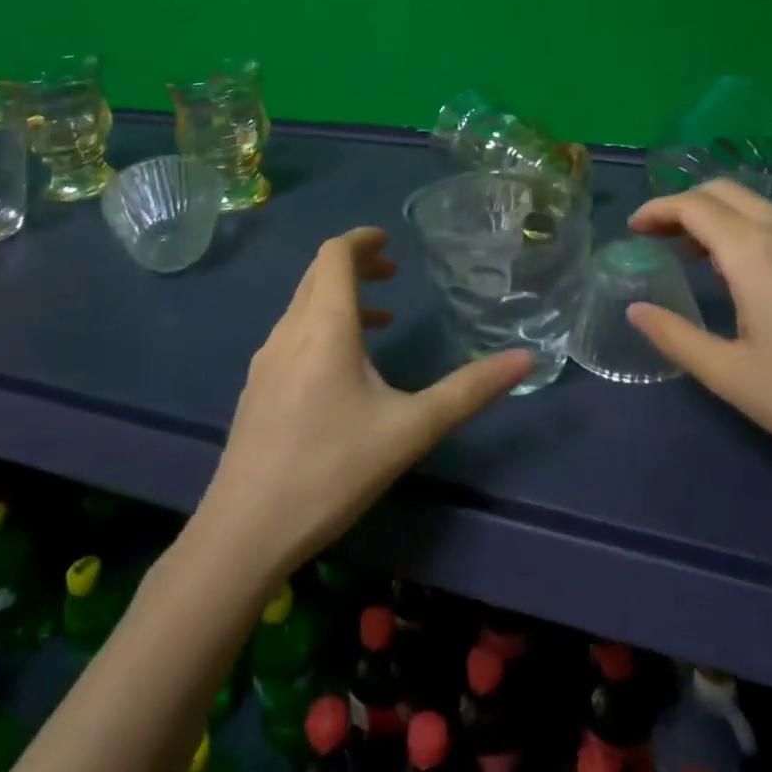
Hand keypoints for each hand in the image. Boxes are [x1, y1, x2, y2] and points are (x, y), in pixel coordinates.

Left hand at [196, 227, 533, 575]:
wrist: (245, 531)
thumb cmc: (332, 470)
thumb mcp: (411, 430)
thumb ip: (469, 390)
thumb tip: (526, 359)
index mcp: (324, 326)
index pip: (335, 255)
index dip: (362, 239)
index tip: (390, 240)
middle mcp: (289, 331)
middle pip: (318, 274)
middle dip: (355, 264)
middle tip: (392, 272)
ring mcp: (266, 360)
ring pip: (303, 305)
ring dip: (340, 297)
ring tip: (380, 320)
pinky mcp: (256, 388)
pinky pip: (292, 334)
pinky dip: (322, 326)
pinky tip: (343, 370)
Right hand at [625, 180, 771, 502]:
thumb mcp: (733, 378)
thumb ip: (676, 337)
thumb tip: (636, 310)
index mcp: (755, 252)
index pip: (693, 205)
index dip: (657, 210)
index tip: (635, 230)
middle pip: (727, 192)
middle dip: (687, 205)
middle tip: (663, 237)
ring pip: (765, 209)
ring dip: (725, 220)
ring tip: (707, 260)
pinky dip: (762, 236)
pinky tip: (768, 281)